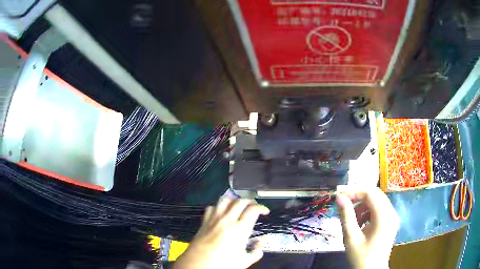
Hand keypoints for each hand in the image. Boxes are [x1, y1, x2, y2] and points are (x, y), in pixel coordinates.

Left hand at [173, 198, 269, 268]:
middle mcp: (228, 220)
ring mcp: (214, 219)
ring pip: (225, 200)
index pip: (253, 210)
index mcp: (240, 229)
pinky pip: (211, 207)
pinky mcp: (204, 221)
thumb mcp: (244, 261)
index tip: (265, 211)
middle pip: (240, 201)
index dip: (262, 207)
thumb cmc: (223, 263)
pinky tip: (220, 212)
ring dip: (234, 201)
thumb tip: (261, 243)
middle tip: (254, 206)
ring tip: (238, 206)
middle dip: (250, 201)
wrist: (198, 264)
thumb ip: (256, 252)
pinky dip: (218, 207)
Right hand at [336, 187, 399, 268]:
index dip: (354, 191)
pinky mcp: (391, 221)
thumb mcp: (351, 238)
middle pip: (375, 194)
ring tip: (352, 218)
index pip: (370, 193)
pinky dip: (369, 211)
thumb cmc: (361, 257)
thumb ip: (346, 216)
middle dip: (358, 196)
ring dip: (363, 204)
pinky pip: (380, 209)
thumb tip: (339, 198)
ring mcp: (392, 217)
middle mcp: (391, 212)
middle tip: (343, 202)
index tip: (339, 195)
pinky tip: (361, 222)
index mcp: (384, 216)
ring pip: (377, 200)